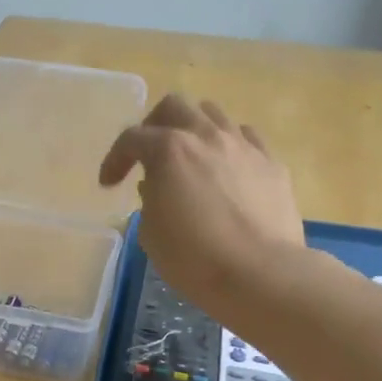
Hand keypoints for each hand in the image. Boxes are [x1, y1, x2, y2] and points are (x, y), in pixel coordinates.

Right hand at [99, 94, 304, 314]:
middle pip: (174, 106)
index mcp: (169, 150)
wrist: (260, 274)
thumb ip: (150, 200)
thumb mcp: (151, 232)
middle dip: (154, 126)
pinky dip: (229, 146)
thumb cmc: (194, 258)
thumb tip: (158, 186)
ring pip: (213, 114)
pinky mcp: (272, 163)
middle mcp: (206, 136)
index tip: (109, 184)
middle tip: (149, 154)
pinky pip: (246, 138)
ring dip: (194, 129)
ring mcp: (243, 146)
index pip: (131, 139)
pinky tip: (227, 170)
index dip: (115, 159)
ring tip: (191, 157)